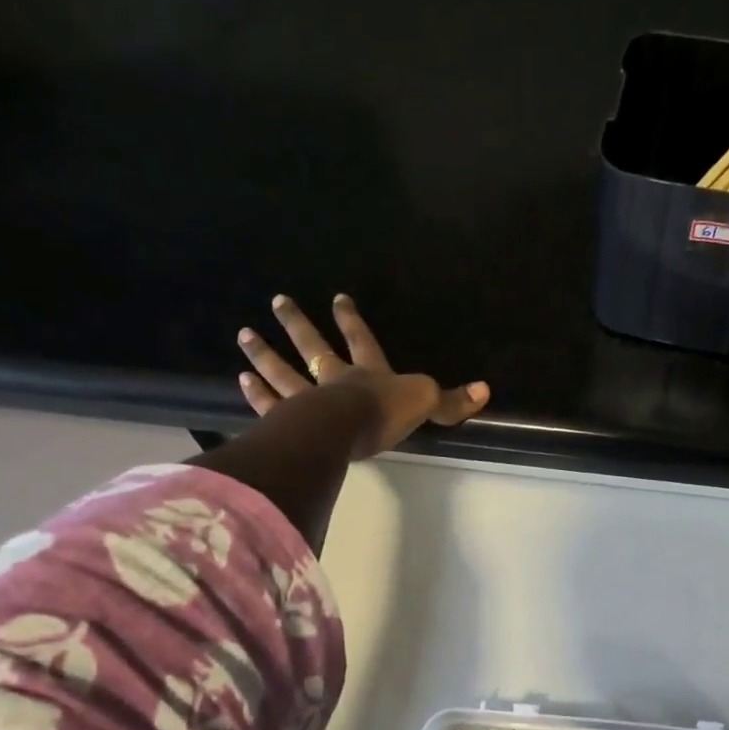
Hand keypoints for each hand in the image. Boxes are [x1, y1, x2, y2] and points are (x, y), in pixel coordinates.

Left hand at [237, 293, 489, 457]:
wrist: (346, 431)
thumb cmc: (384, 414)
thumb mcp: (425, 404)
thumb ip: (450, 401)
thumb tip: (485, 390)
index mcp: (368, 373)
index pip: (361, 340)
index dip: (351, 320)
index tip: (337, 298)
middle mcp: (334, 379)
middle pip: (313, 346)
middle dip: (297, 324)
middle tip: (277, 301)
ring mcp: (307, 399)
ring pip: (282, 372)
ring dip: (264, 354)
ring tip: (244, 335)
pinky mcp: (289, 422)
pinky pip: (270, 405)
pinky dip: (257, 394)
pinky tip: (242, 380)